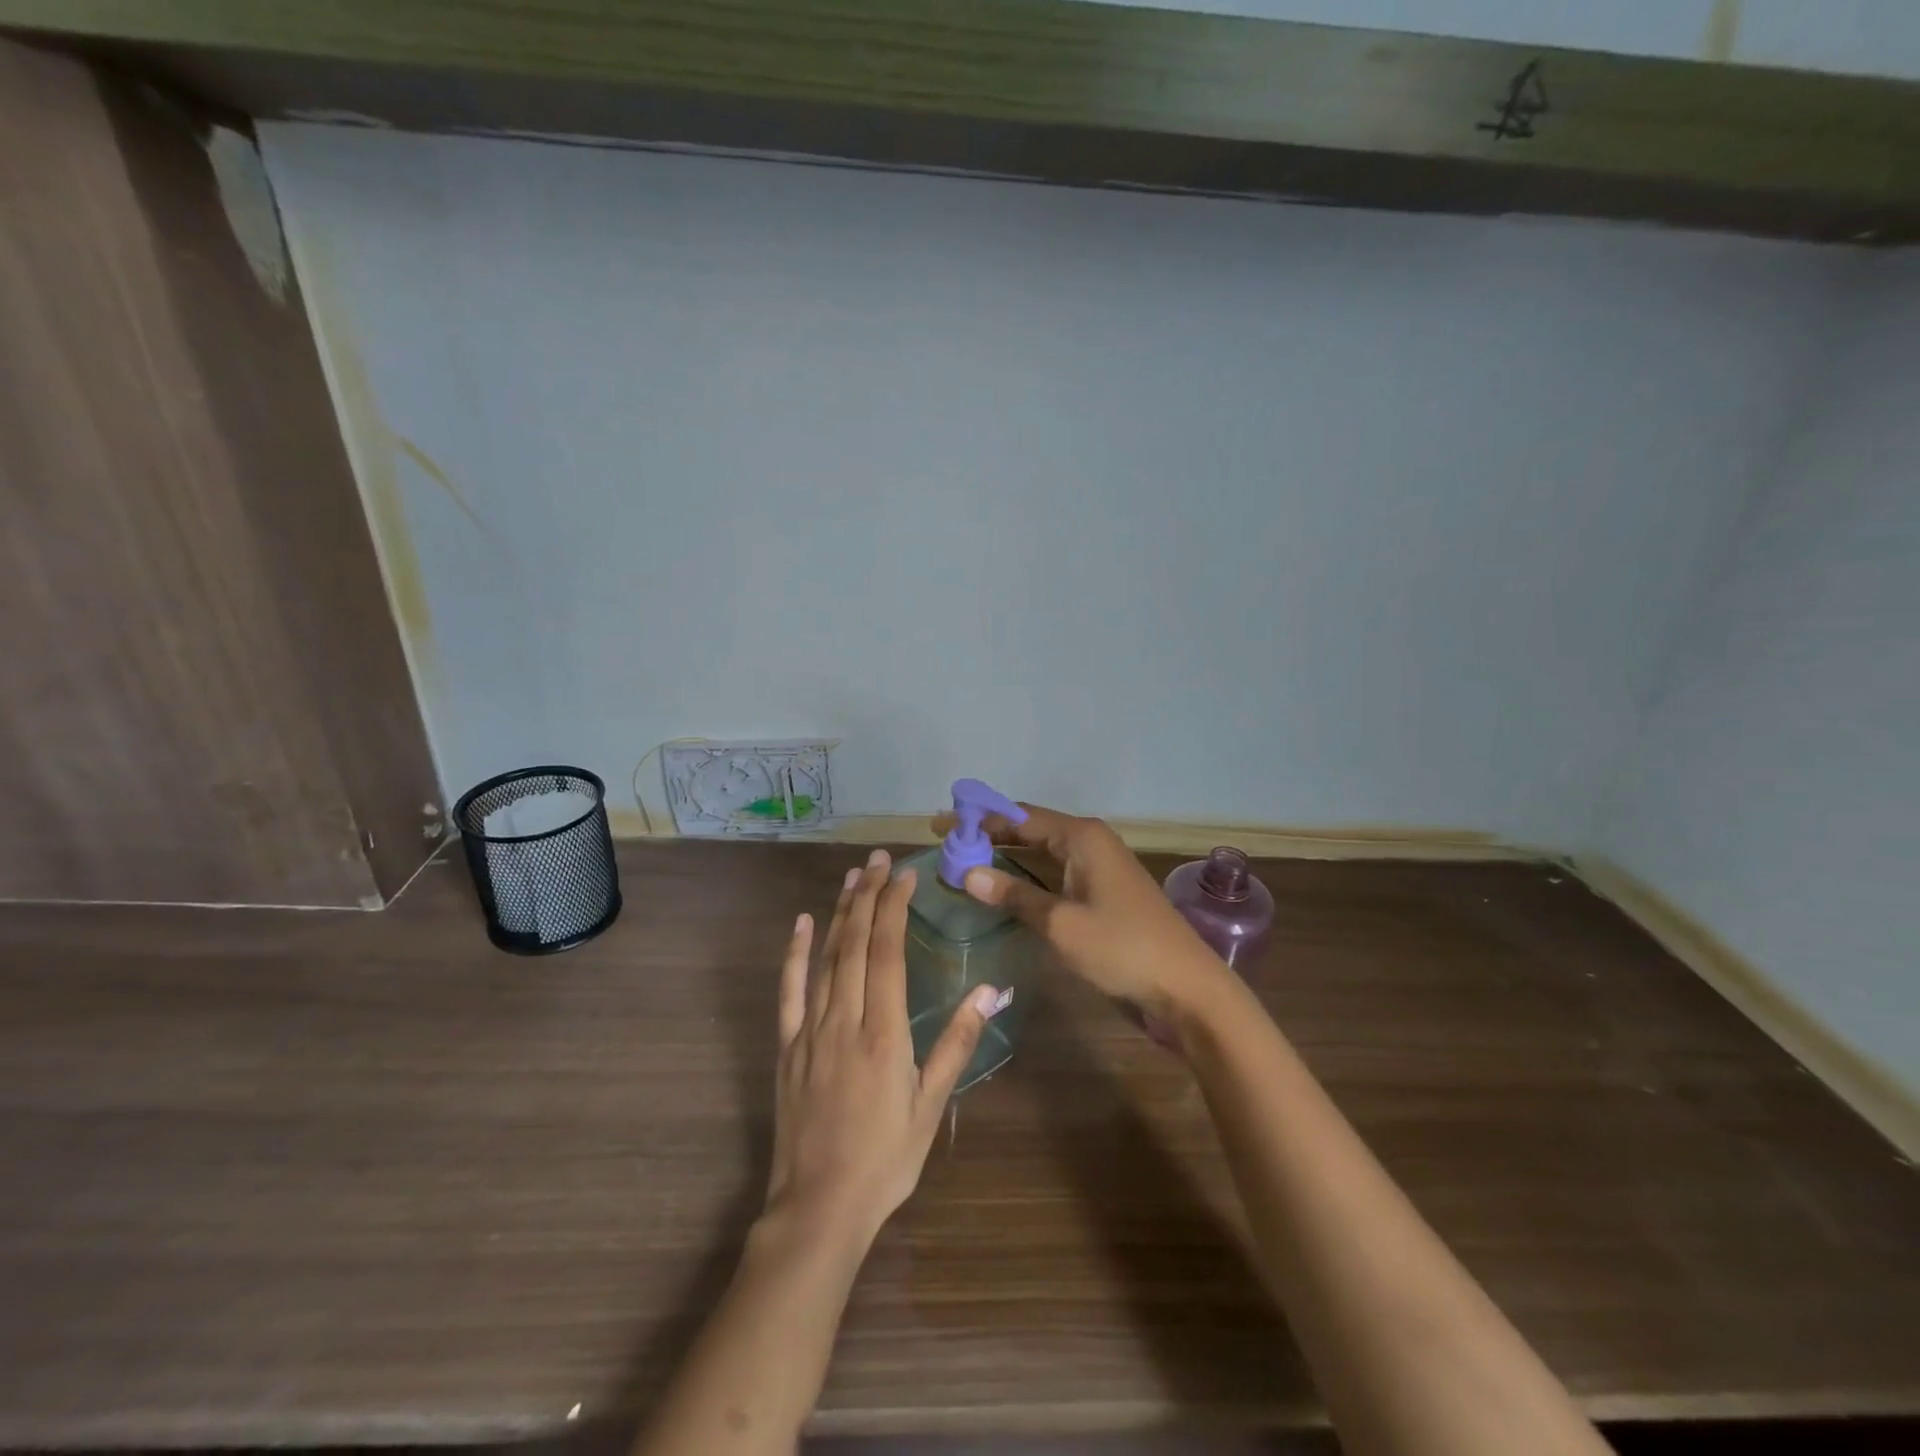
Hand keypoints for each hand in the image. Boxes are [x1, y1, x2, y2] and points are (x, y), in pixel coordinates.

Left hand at [765, 849, 1000, 1248]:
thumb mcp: (931, 1105)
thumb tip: (990, 991)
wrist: (818, 1208)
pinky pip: (789, 990)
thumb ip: (958, 1043)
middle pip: (856, 943)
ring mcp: (810, 1030)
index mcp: (884, 1032)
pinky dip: (795, 953)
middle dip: (870, 895)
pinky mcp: (787, 1046)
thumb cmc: (885, 1159)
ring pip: (826, 958)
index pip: (887, 952)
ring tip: (854, 876)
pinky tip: (802, 923)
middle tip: (880, 859)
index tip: (905, 875)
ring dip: (840, 912)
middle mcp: (845, 1020)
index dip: (895, 907)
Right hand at [932, 802, 1231, 1020]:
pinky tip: (1004, 888)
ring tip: (964, 862)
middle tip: (945, 843)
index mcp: (1081, 837)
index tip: (940, 823)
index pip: (1018, 816)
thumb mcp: (1060, 924)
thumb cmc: (1122, 948)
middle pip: (1029, 829)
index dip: (977, 818)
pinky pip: (1054, 874)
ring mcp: (1098, 868)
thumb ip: (1014, 895)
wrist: (1186, 988)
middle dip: (988, 835)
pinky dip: (1026, 877)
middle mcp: (1089, 843)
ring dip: (1005, 856)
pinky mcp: (1102, 893)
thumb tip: (967, 873)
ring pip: (1041, 853)